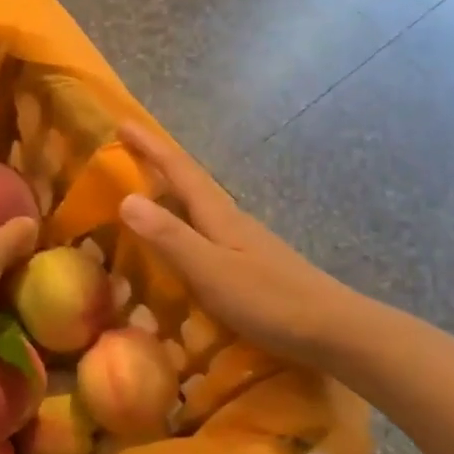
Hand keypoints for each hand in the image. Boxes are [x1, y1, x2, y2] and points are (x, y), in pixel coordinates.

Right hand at [116, 123, 359, 366]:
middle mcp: (232, 220)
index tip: (122, 123)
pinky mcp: (252, 264)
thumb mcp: (210, 270)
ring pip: (200, 208)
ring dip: (172, 195)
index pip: (179, 171)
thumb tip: (126, 198)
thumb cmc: (269, 300)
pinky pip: (208, 233)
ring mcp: (245, 242)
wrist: (331, 329)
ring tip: (146, 195)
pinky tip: (182, 244)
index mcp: (220, 216)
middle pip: (191, 183)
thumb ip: (170, 237)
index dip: (150, 147)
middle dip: (159, 165)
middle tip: (126, 154)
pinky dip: (185, 226)